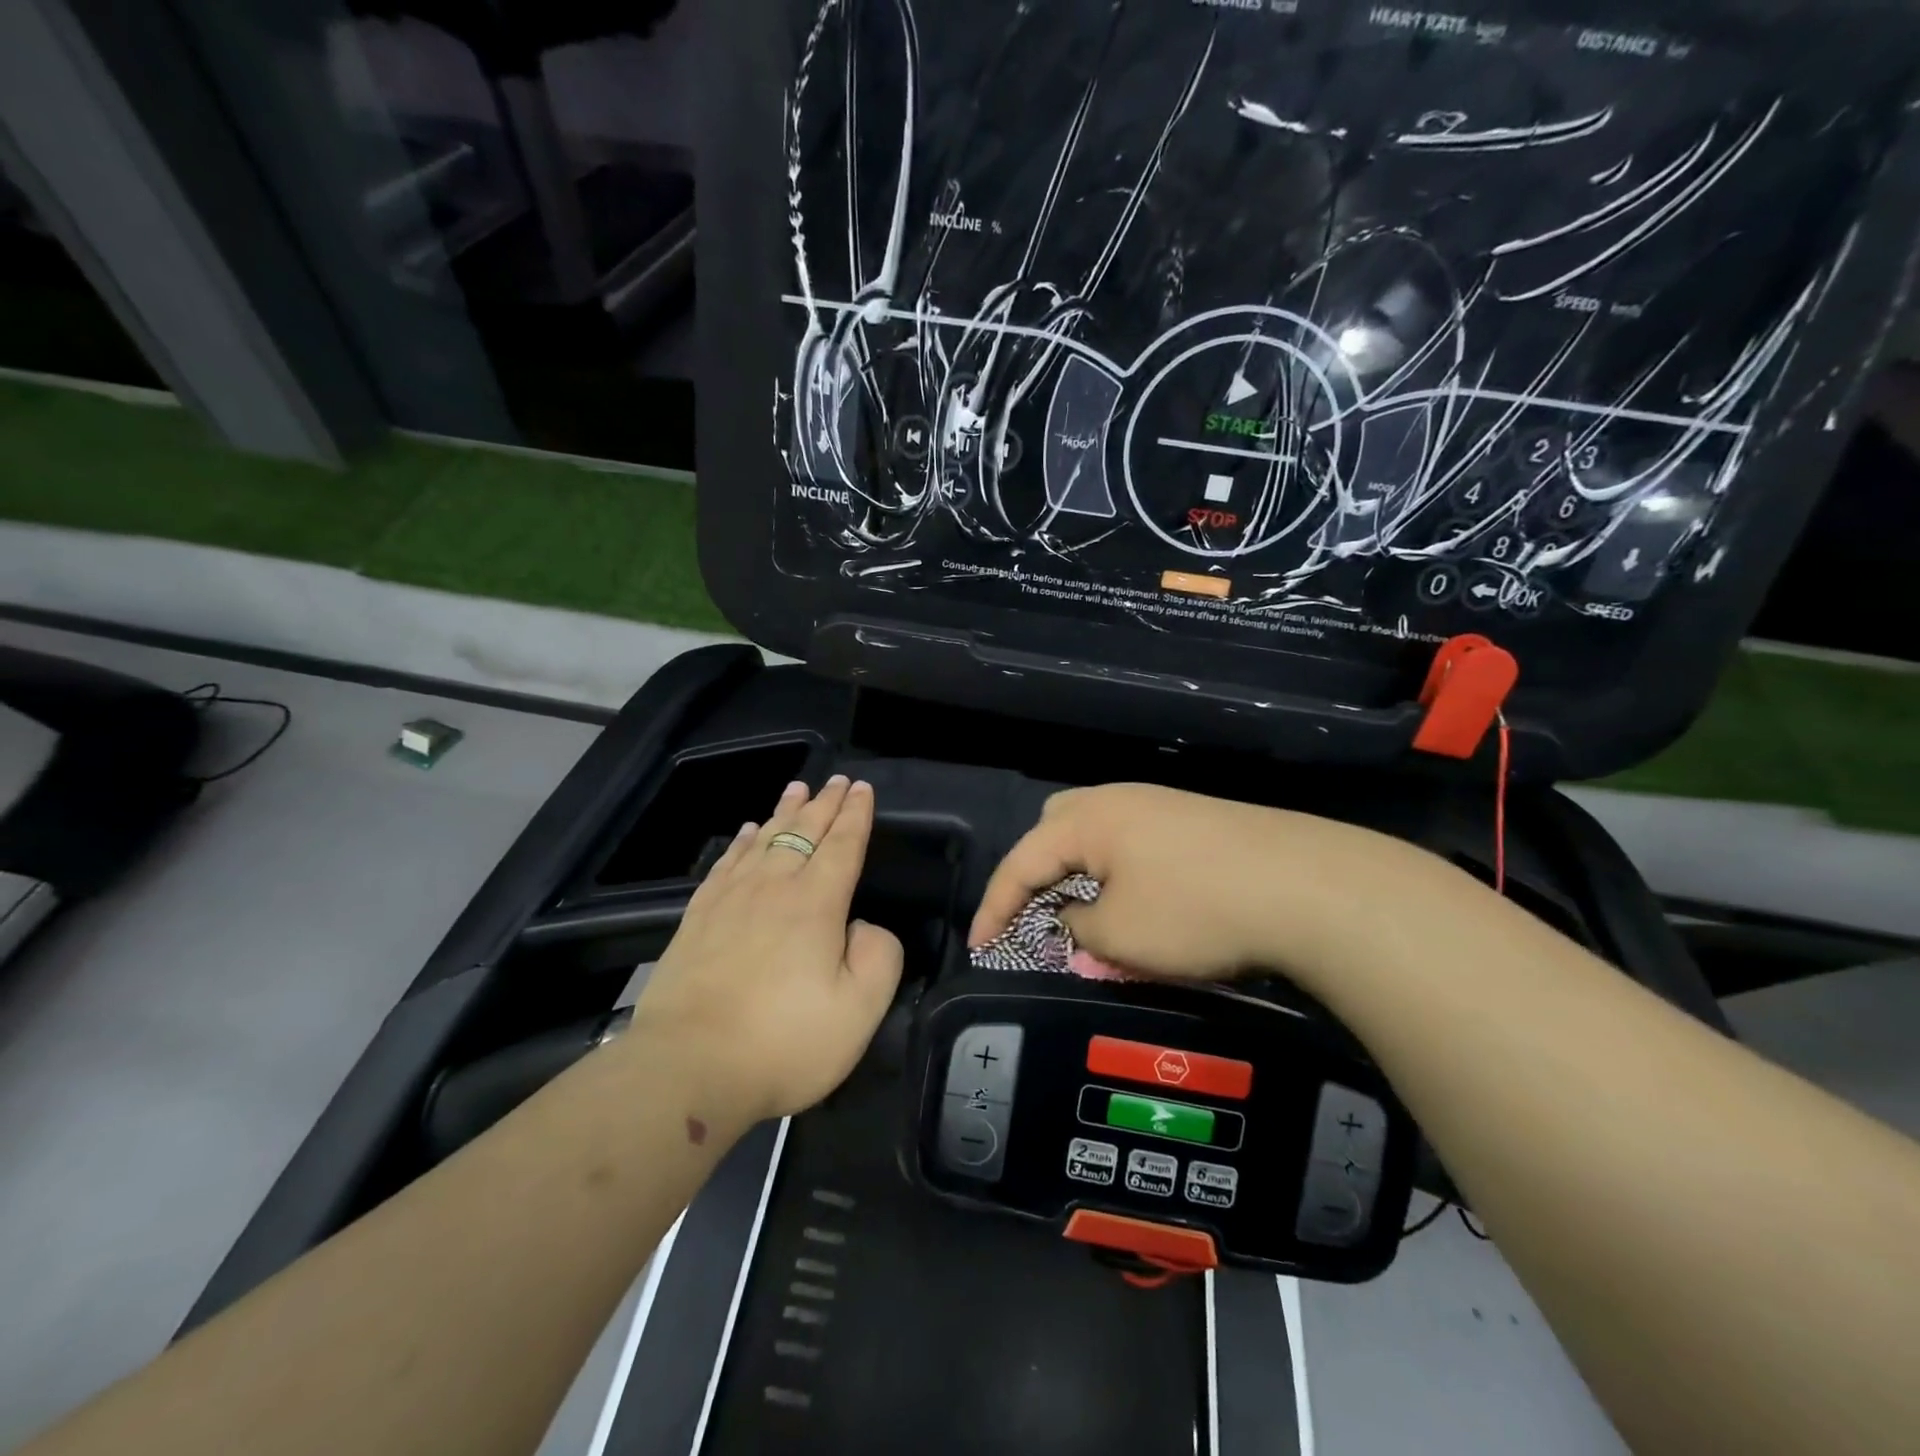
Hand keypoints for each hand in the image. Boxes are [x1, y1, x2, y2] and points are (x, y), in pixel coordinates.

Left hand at [631, 775, 903, 1124]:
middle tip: (837, 779)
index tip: (862, 788)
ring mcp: (730, 900)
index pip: (842, 845)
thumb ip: (879, 956)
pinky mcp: (697, 919)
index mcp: (816, 903)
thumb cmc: (784, 1042)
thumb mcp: (860, 1009)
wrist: (687, 1069)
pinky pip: (726, 864)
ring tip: (797, 789)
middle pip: (804, 832)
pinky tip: (746, 833)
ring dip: (784, 812)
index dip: (855, 815)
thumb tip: (861, 927)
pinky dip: (740, 842)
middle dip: (825, 803)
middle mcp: (773, 888)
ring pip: (763, 839)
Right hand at [967, 783, 1420, 987]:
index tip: (978, 947)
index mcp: (1088, 819)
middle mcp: (1120, 800)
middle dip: (1037, 871)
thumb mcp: (1120, 935)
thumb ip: (1079, 928)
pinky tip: (1144, 908)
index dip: (994, 906)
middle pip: (1056, 827)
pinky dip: (1122, 876)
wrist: (1309, 886)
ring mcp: (1163, 807)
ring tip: (1090, 917)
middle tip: (1039, 913)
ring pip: (1100, 837)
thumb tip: (1075, 920)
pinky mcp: (1198, 824)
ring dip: (1083, 876)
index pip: (1021, 861)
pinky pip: (1136, 845)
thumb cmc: (1197, 909)